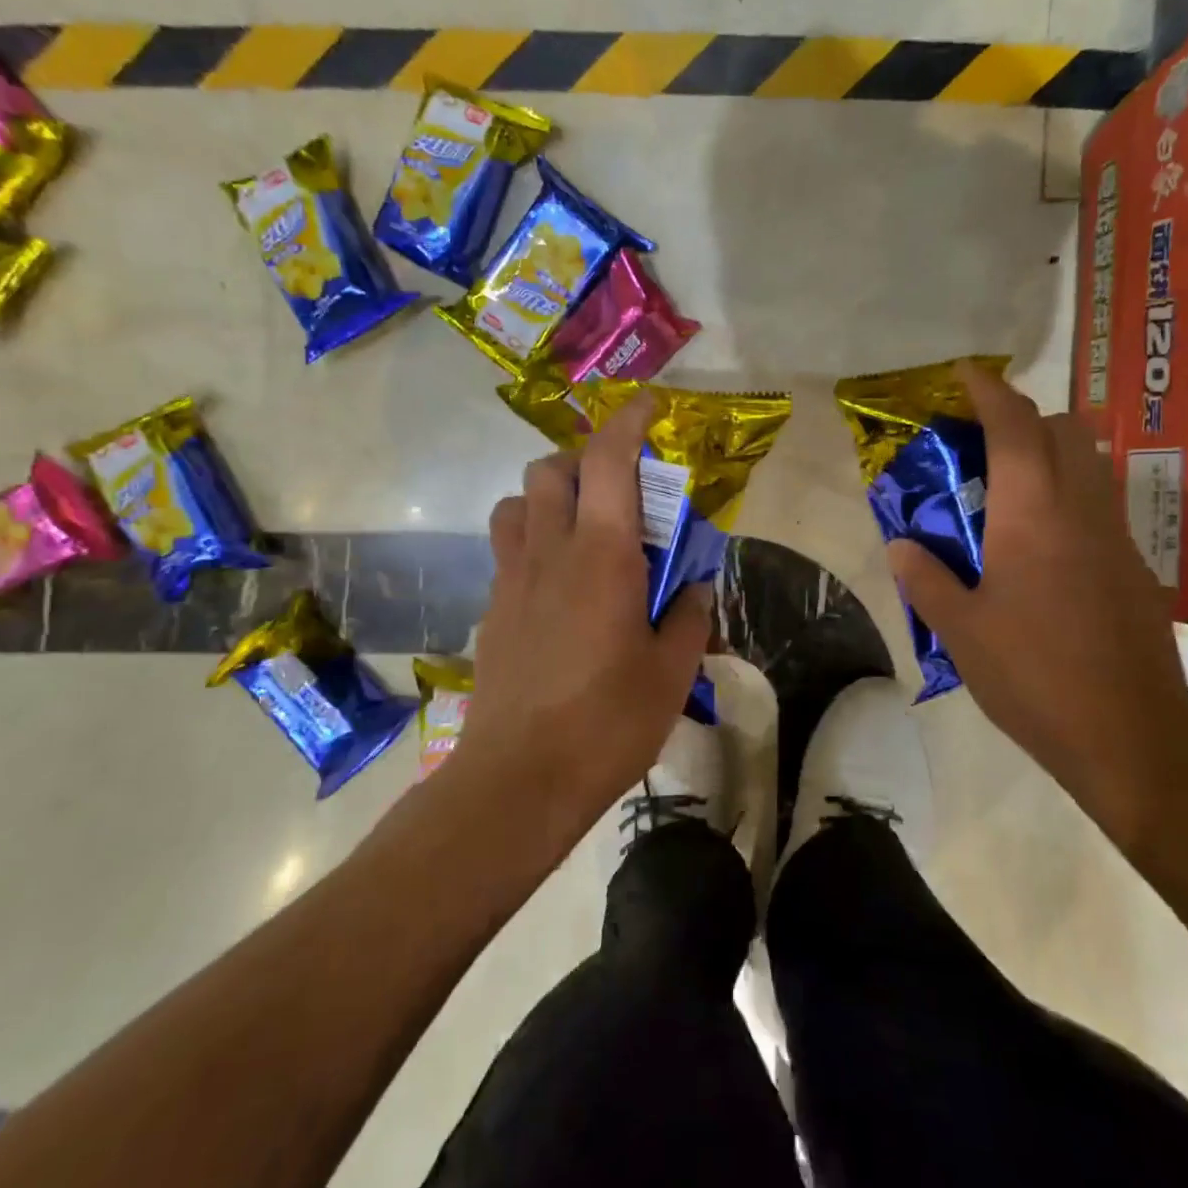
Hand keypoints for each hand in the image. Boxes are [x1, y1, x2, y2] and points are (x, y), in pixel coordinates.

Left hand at [455, 392, 713, 829]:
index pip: (608, 461)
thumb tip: (694, 588)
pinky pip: (508, 549)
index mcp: (601, 556)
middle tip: (621, 490)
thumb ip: (688, 617)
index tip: (649, 407)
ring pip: (518, 504)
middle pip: (551, 469)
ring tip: (584, 530)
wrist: (518, 781)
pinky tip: (560, 586)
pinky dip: (535, 540)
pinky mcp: (493, 610)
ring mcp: (512, 580)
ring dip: (550, 496)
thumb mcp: (671, 672)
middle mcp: (549, 552)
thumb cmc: (606, 723)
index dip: (628, 422)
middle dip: (585, 459)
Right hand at [888, 361, 1187, 852]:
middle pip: (1064, 429)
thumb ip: (926, 579)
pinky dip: (1068, 496)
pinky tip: (1039, 548)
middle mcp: (1082, 509)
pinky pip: (1099, 505)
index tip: (963, 374)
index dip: (988, 390)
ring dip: (1050, 454)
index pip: (1015, 425)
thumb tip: (902, 545)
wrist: (1132, 737)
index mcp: (1033, 514)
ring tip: (1005, 491)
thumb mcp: (962, 631)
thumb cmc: (1035, 678)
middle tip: (979, 446)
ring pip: (1090, 464)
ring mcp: (1117, 537)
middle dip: (1023, 418)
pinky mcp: (1135, 568)